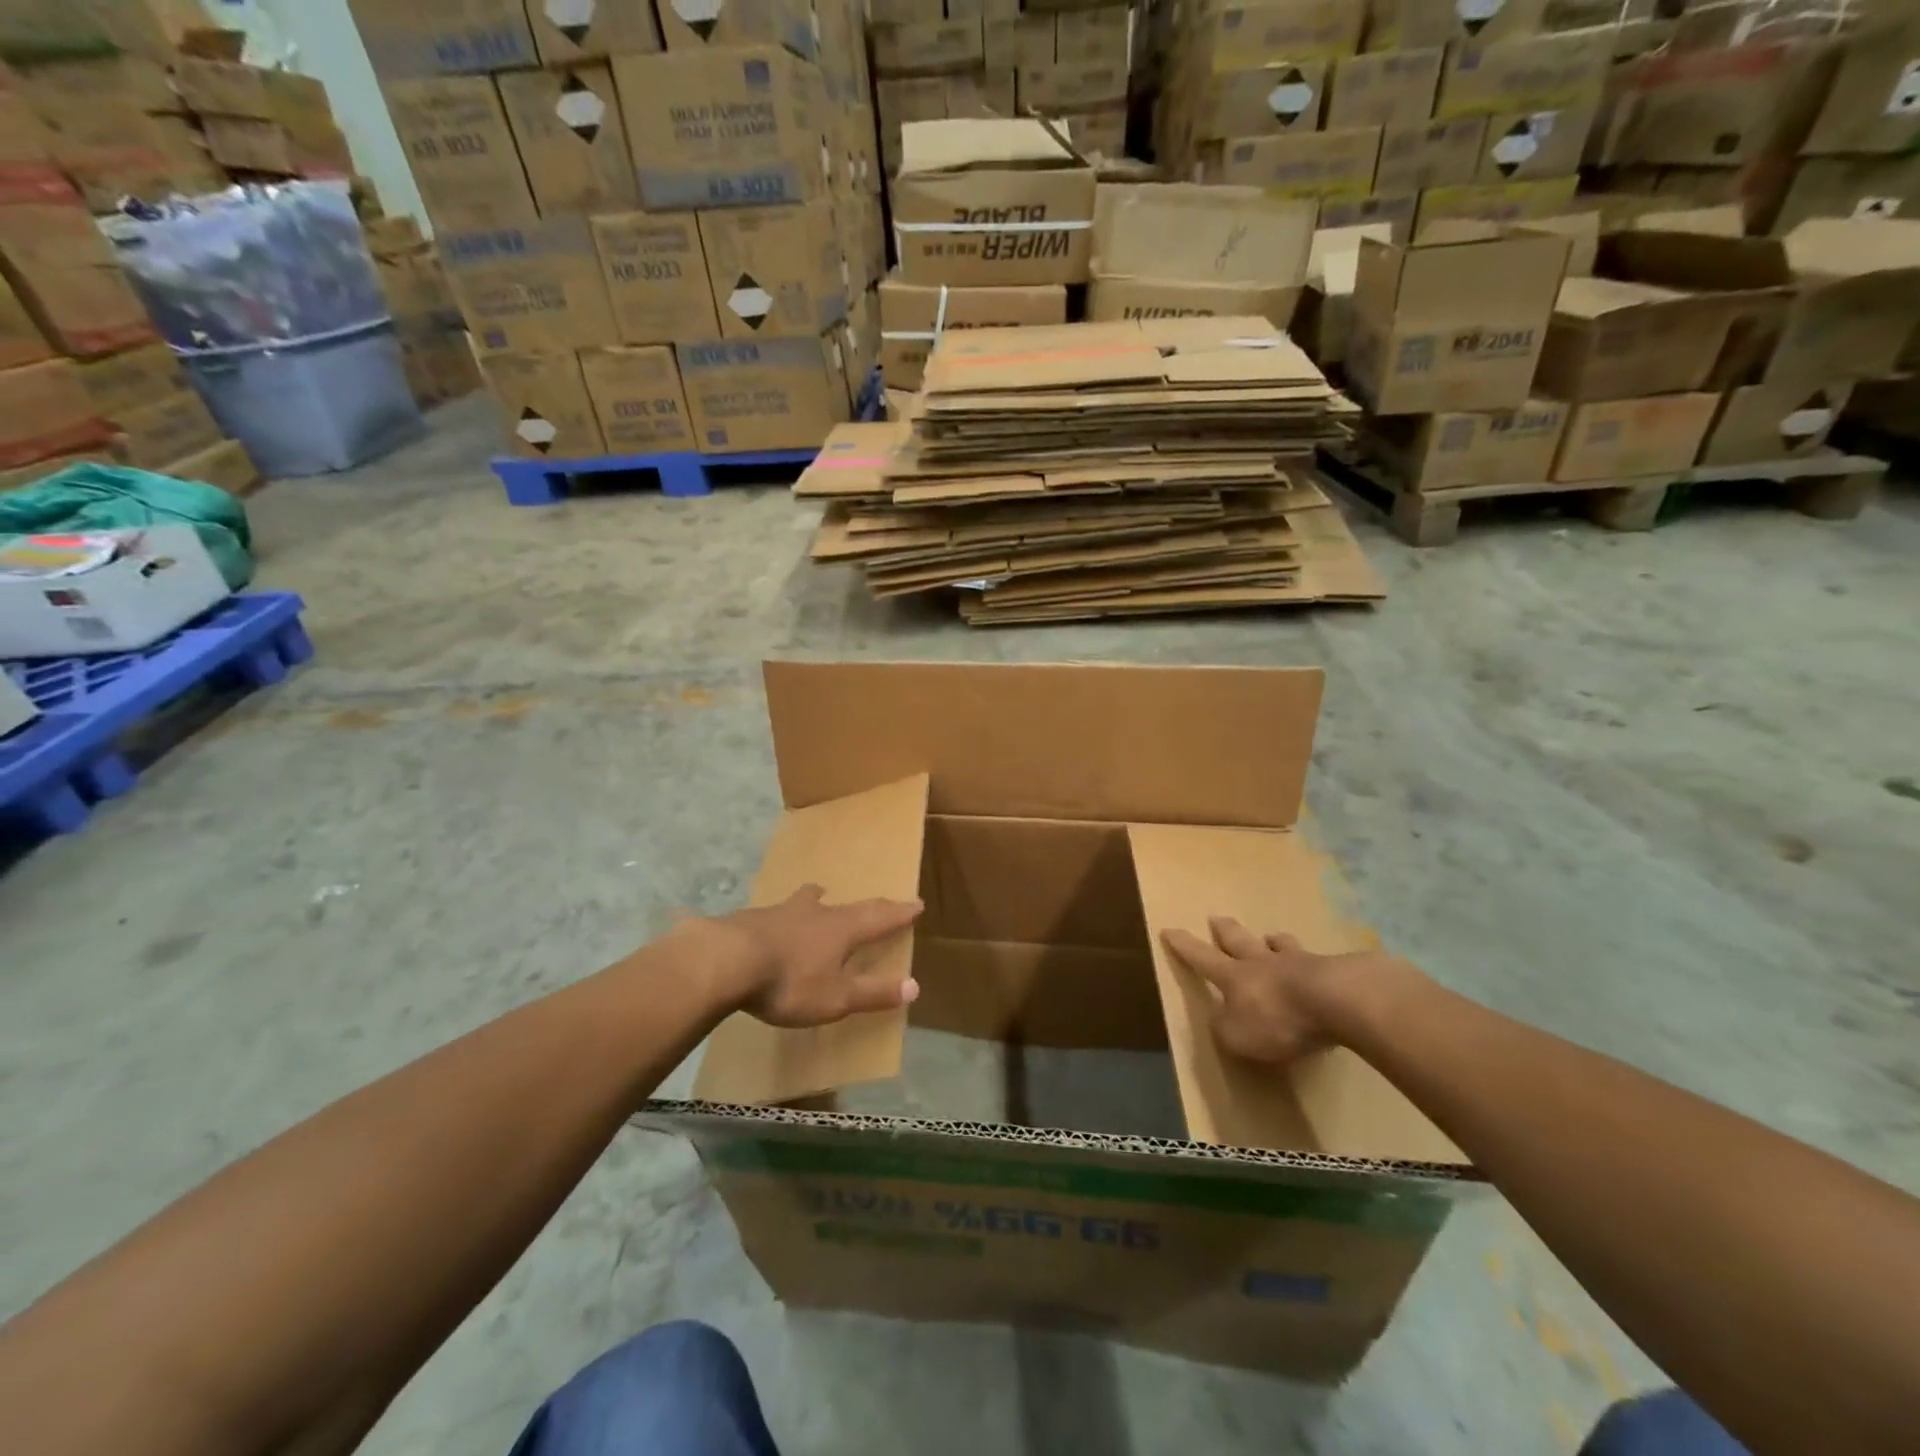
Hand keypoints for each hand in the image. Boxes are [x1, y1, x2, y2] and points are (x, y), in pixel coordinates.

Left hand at [699, 885, 924, 1028]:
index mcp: (842, 930)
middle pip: (847, 905)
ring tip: (819, 893)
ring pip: (807, 901)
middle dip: (866, 906)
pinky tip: (772, 922)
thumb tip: (915, 986)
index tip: (916, 903)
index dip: (899, 913)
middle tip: (879, 901)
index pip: (879, 918)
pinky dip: (784, 915)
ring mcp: (781, 912)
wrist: (726, 960)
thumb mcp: (836, 998)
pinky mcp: (751, 918)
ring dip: (818, 899)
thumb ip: (873, 993)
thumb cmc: (789, 982)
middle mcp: (816, 913)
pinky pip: (776, 913)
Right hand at [1161, 917, 1367, 1065]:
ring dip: (1272, 941)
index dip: (1184, 946)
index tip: (1168, 929)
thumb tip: (1220, 1018)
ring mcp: (1298, 962)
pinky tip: (1320, 967)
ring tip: (1271, 937)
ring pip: (1279, 945)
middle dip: (1225, 930)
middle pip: (1239, 940)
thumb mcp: (1239, 1036)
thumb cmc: (1279, 1019)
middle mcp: (1262, 962)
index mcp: (1234, 976)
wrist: (1339, 1002)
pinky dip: (1312, 963)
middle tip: (1216, 918)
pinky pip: (1316, 963)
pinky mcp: (1332, 971)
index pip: (1201, 958)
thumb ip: (1225, 1027)